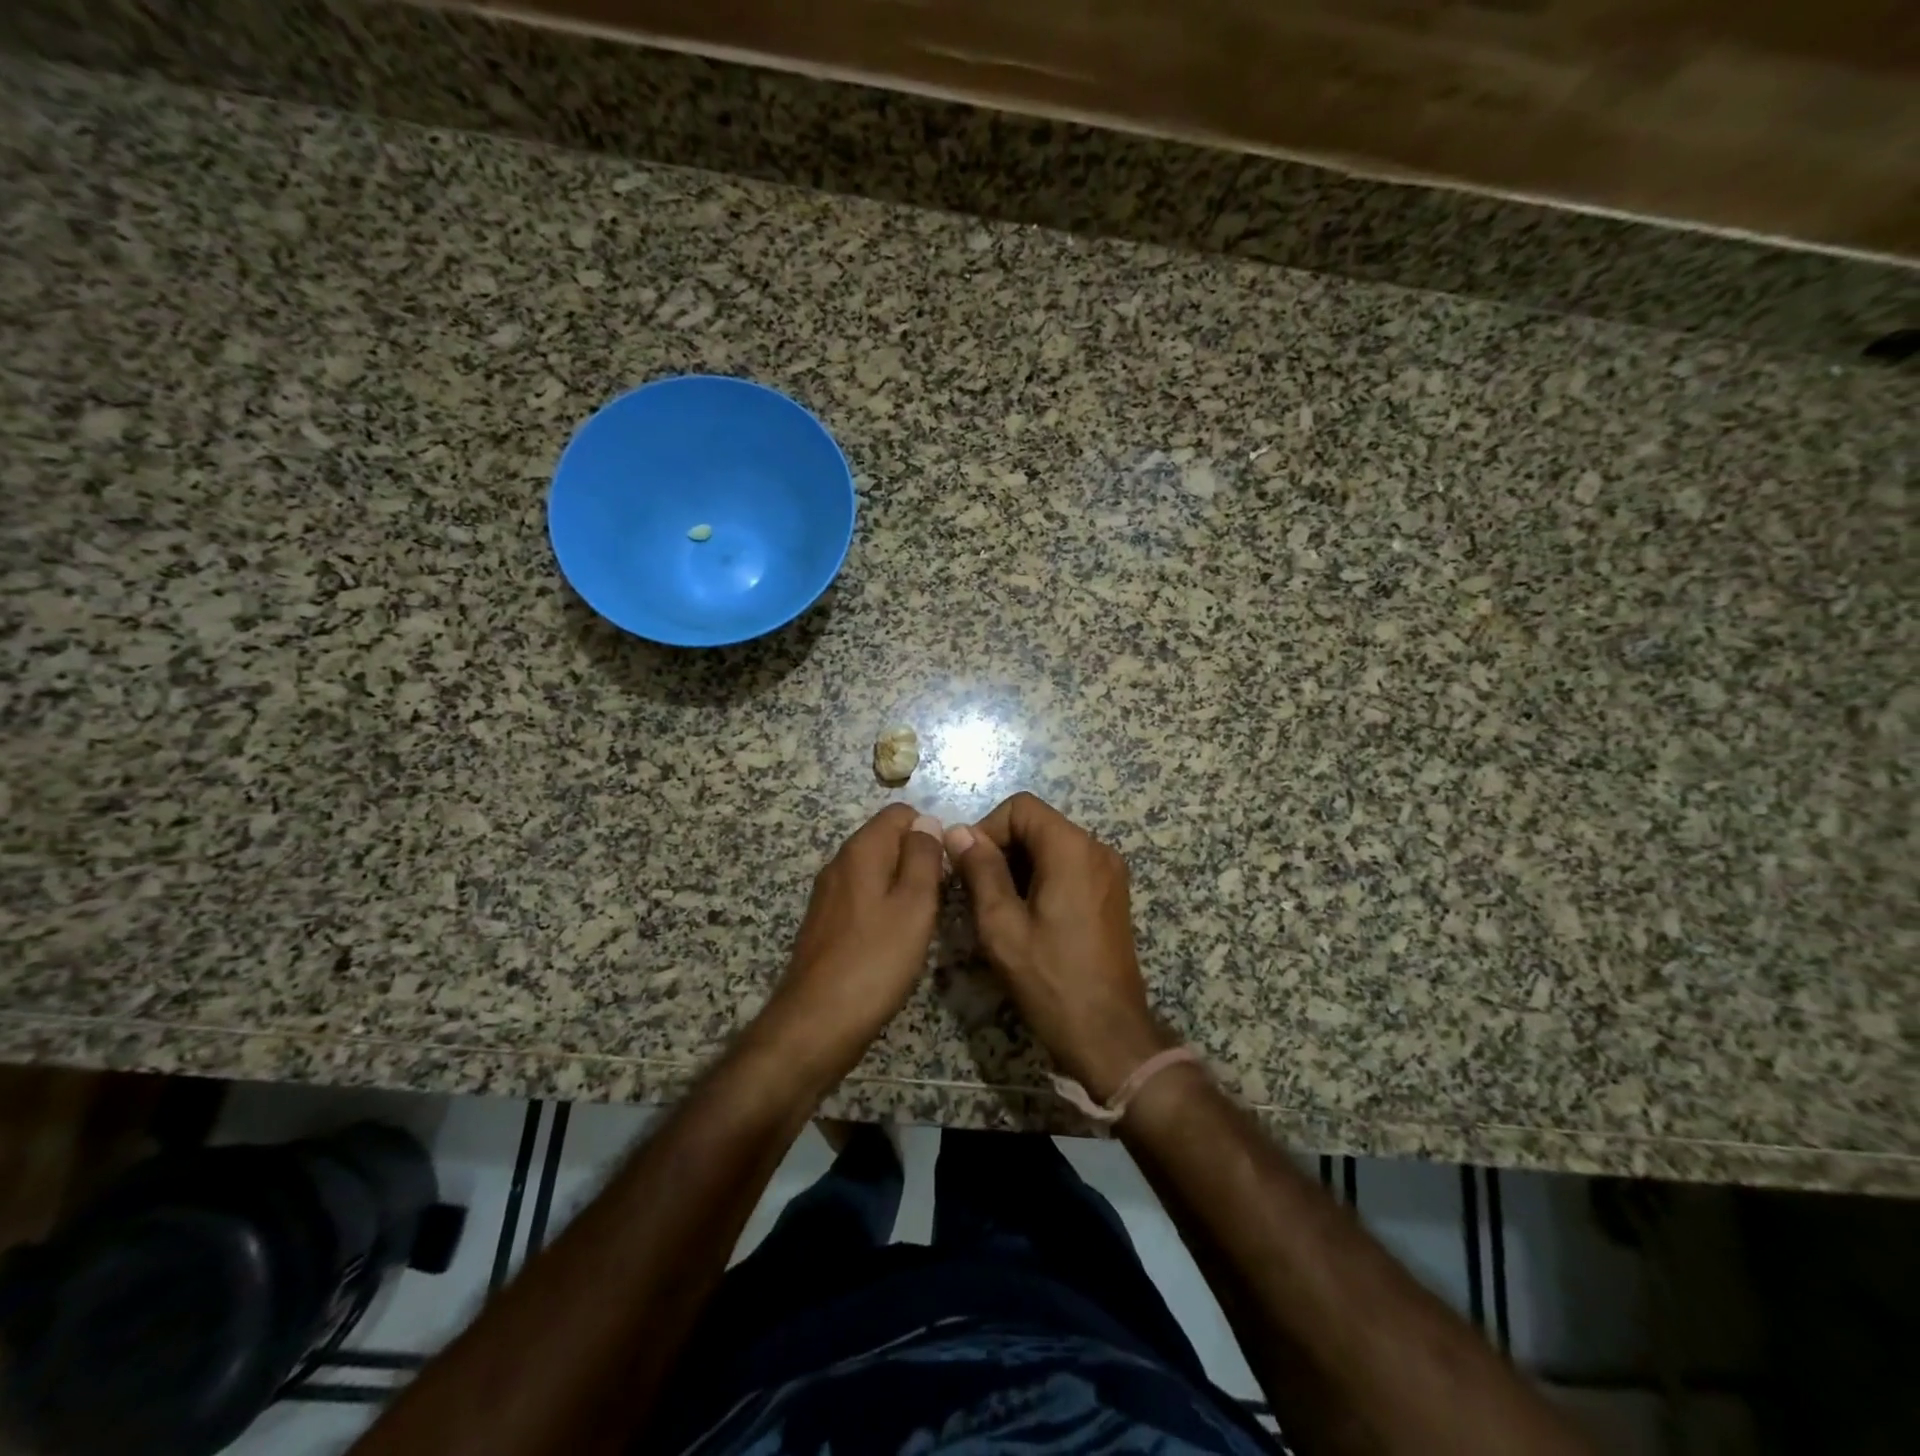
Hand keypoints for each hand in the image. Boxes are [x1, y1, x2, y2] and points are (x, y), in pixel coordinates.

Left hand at [764, 804, 946, 1075]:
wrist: (816, 1022)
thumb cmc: (875, 960)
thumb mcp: (914, 904)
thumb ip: (923, 857)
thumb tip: (928, 821)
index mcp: (861, 850)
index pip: (900, 813)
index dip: (930, 831)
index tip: (948, 867)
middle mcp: (840, 863)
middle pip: (887, 840)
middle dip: (918, 859)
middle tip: (940, 898)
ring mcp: (829, 894)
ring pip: (876, 871)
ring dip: (903, 886)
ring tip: (923, 920)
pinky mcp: (826, 922)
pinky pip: (864, 897)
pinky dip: (885, 907)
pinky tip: (896, 939)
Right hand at [945, 792, 1173, 1100]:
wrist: (1109, 1034)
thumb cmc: (1050, 980)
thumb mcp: (1002, 926)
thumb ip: (980, 871)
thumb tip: (958, 831)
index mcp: (1072, 848)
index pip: (1020, 807)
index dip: (987, 829)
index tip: (968, 868)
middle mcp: (1097, 849)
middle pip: (1037, 824)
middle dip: (1001, 848)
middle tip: (977, 891)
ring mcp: (1109, 872)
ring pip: (1051, 845)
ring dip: (1018, 865)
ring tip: (998, 908)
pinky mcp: (1111, 893)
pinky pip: (1069, 866)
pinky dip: (1041, 878)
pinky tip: (1026, 916)